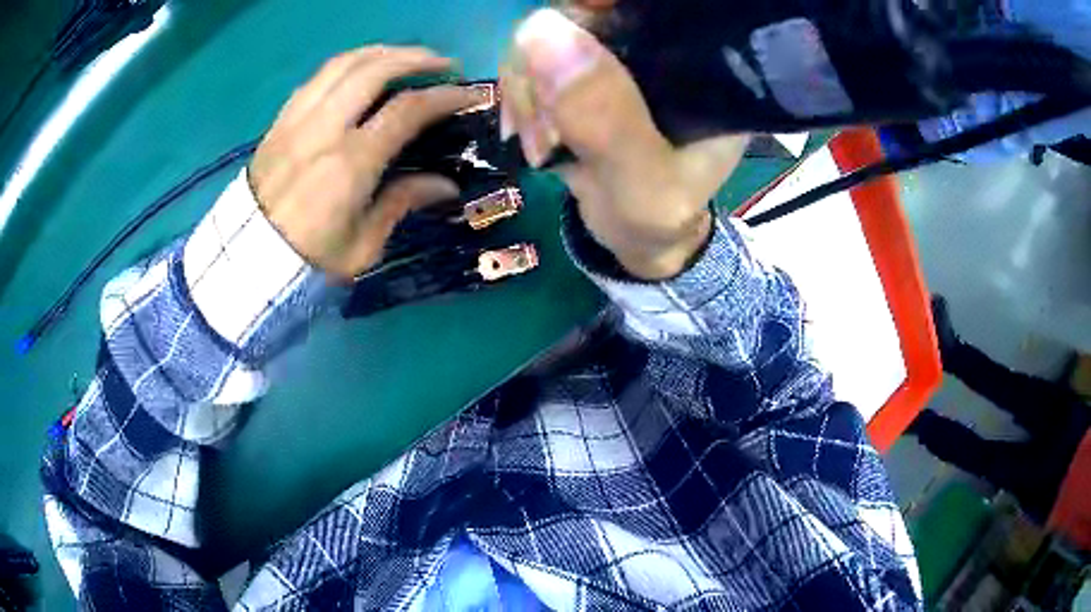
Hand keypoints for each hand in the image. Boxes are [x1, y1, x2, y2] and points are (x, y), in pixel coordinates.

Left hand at [249, 46, 483, 280]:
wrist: (247, 262)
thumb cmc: (308, 261)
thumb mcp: (363, 246)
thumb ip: (402, 203)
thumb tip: (446, 184)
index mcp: (349, 164)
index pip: (406, 110)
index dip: (444, 96)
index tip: (469, 93)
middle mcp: (323, 129)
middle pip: (374, 69)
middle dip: (416, 57)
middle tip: (441, 63)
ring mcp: (297, 120)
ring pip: (343, 64)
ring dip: (381, 52)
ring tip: (405, 57)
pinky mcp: (280, 121)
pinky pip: (317, 78)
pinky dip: (347, 65)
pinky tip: (362, 71)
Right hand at [500, 10, 747, 279]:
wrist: (638, 236)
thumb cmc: (658, 217)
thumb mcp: (644, 183)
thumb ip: (606, 118)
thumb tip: (540, 29)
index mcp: (699, 63)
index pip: (646, 5)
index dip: (592, 5)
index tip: (552, 38)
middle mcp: (659, 47)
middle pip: (584, 13)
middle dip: (544, 65)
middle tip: (542, 132)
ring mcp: (617, 56)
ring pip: (547, 36)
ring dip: (528, 91)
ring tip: (539, 146)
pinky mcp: (584, 73)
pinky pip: (533, 61)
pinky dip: (521, 98)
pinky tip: (531, 137)